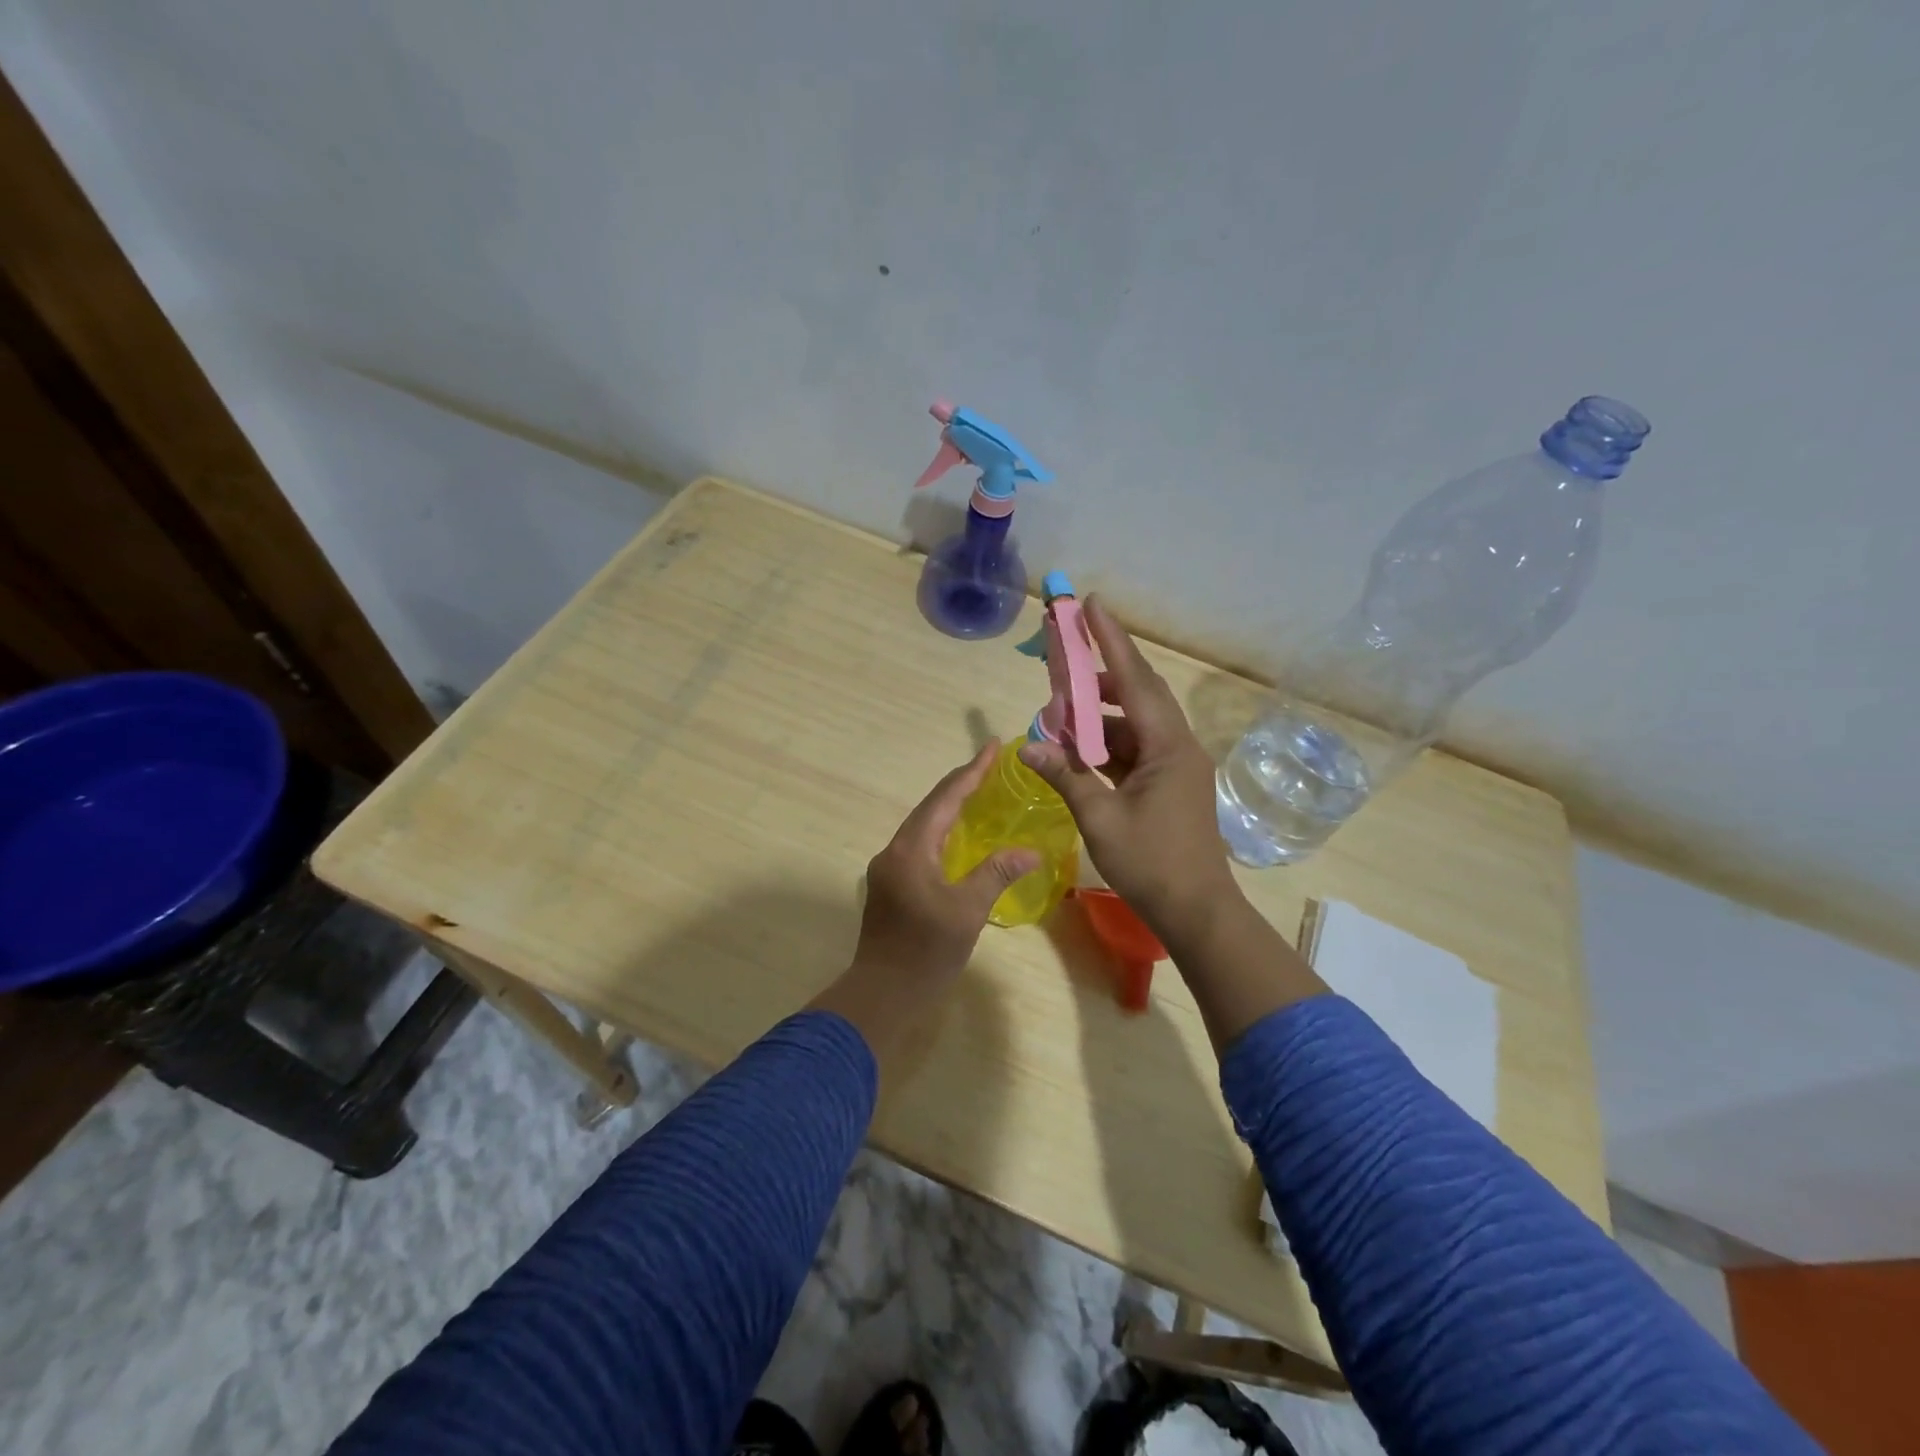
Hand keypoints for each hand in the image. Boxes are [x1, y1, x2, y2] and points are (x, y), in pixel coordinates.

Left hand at [811, 744, 1040, 1059]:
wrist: (881, 993)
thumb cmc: (925, 952)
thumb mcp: (967, 911)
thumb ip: (996, 874)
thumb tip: (1030, 850)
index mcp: (911, 849)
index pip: (944, 799)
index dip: (970, 772)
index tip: (991, 748)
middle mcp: (895, 850)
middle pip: (930, 807)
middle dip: (960, 785)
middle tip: (990, 767)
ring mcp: (888, 868)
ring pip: (922, 826)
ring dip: (949, 808)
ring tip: (978, 794)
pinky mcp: (890, 885)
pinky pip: (919, 845)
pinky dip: (941, 832)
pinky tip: (958, 838)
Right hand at [1018, 596, 1237, 939]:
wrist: (1196, 911)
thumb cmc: (1151, 864)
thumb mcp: (1100, 818)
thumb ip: (1065, 776)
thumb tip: (1030, 746)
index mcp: (1167, 746)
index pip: (1134, 680)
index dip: (1111, 641)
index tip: (1091, 605)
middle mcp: (1176, 745)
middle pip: (1136, 694)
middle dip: (1098, 674)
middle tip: (1063, 658)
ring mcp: (1175, 765)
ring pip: (1132, 724)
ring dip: (1097, 716)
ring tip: (1059, 713)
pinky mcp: (1169, 784)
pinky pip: (1133, 749)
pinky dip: (1105, 745)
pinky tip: (1077, 751)